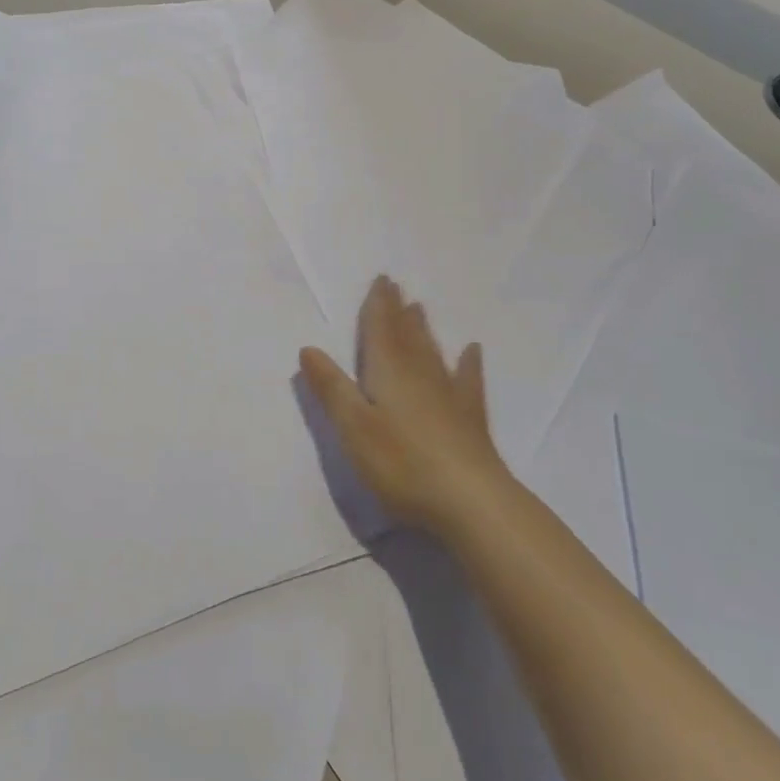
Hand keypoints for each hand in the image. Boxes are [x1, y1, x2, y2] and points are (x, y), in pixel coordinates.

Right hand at [300, 276, 509, 535]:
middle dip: (397, 310)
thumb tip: (307, 347)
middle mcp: (419, 374)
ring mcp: (448, 395)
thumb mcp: (353, 426)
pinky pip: (467, 379)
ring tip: (419, 307)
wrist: (470, 501)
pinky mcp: (469, 418)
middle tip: (396, 286)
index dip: (377, 305)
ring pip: (432, 351)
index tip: (381, 279)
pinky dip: (467, 363)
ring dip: (423, 329)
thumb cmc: (401, 463)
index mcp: (388, 371)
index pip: (379, 330)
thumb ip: (331, 387)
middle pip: (406, 334)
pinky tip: (472, 351)